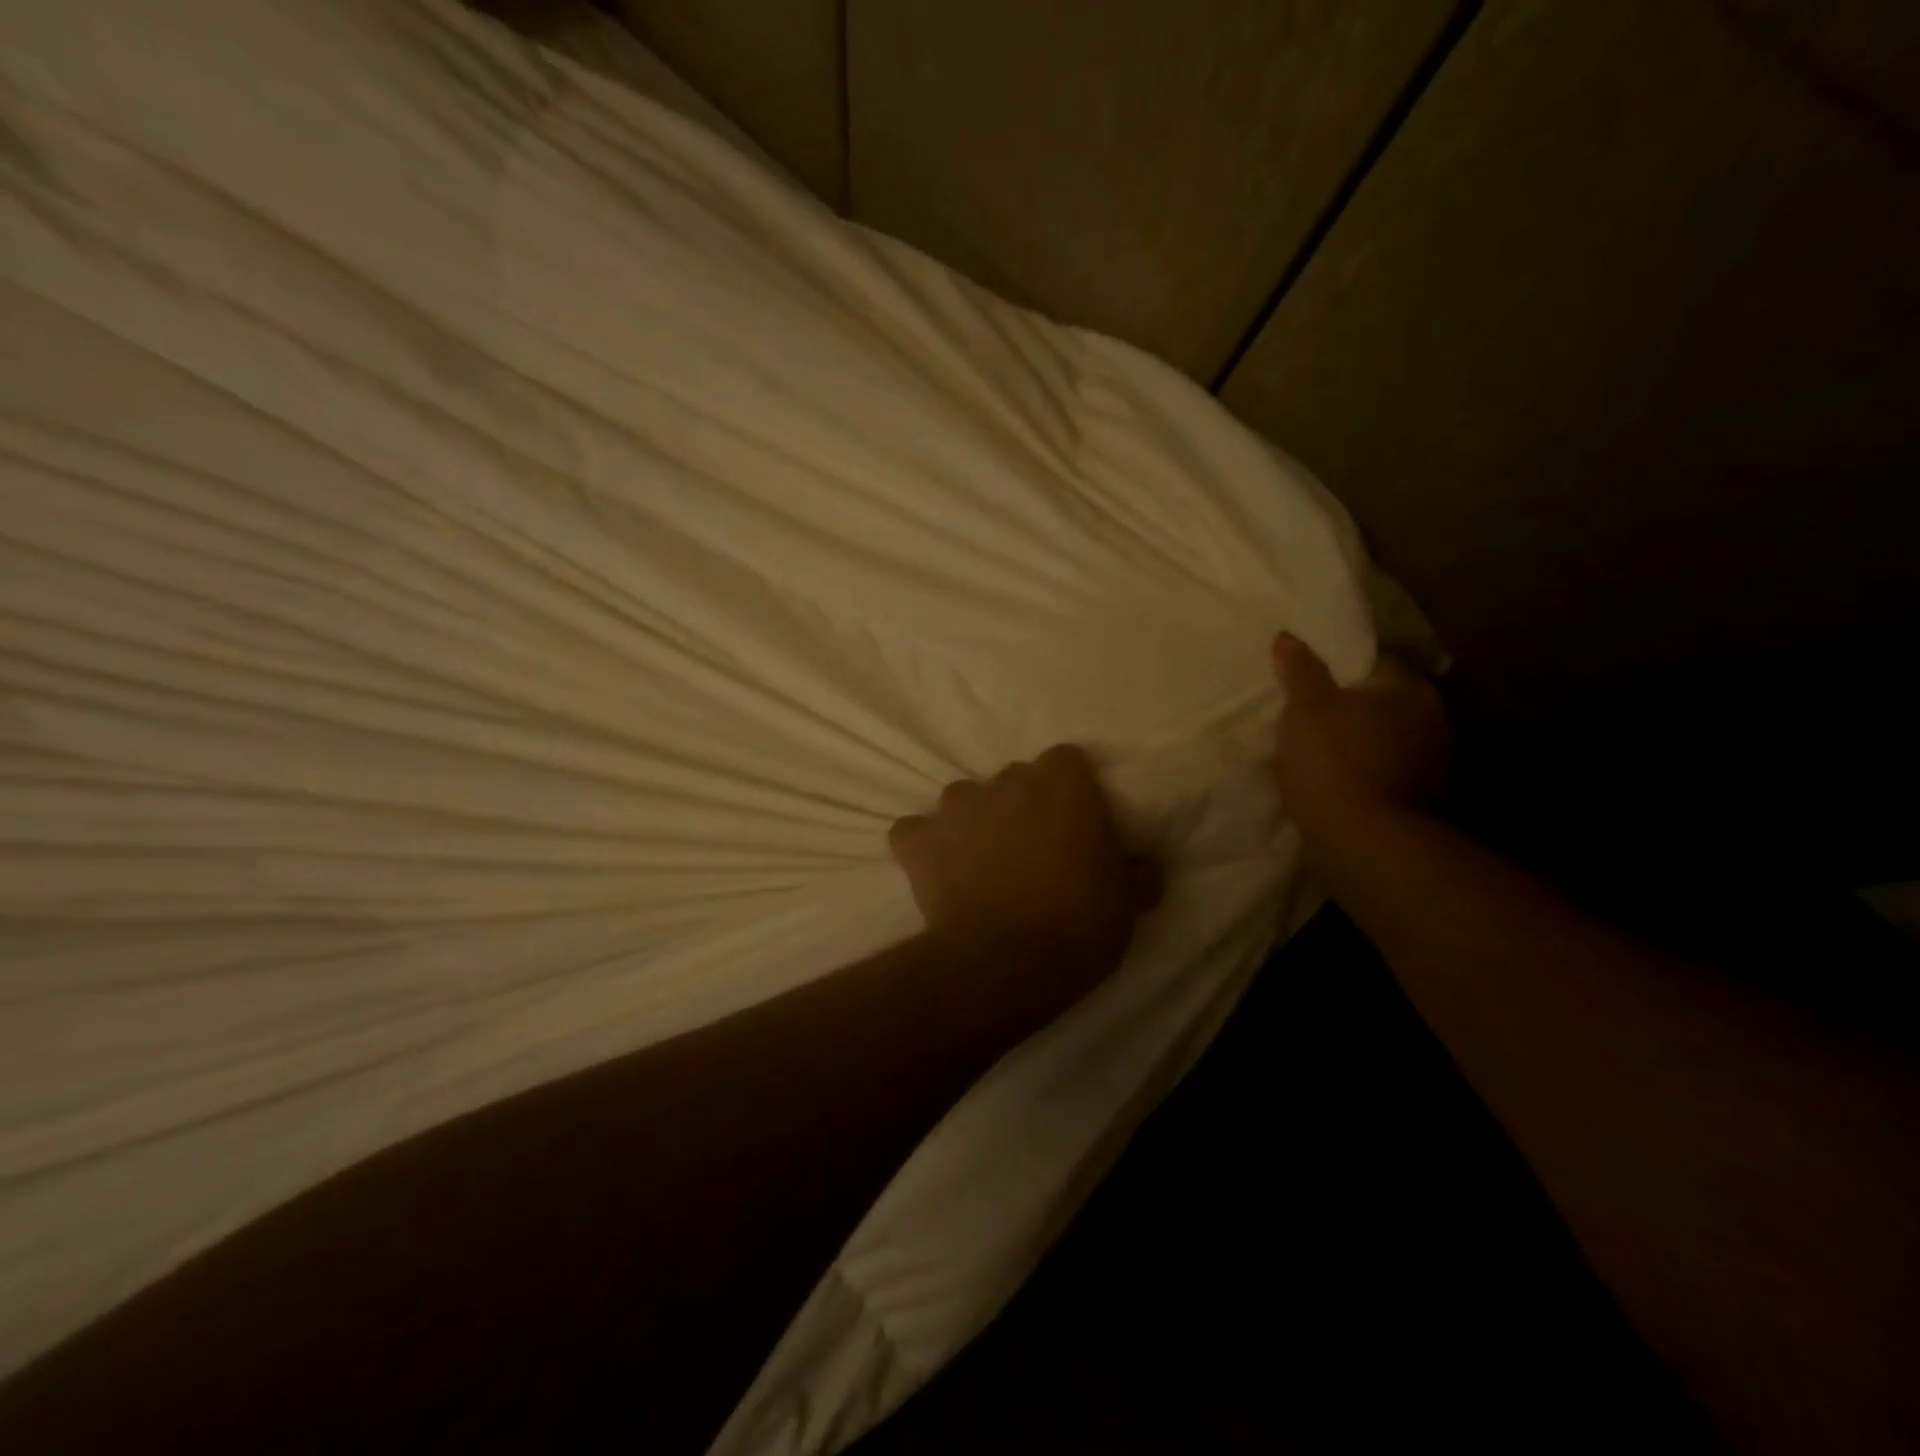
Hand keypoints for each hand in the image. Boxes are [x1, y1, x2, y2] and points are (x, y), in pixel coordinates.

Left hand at [889, 745, 1155, 1022]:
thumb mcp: (1128, 903)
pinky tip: (935, 872)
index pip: (1066, 761)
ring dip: (973, 823)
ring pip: (964, 801)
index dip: (1070, 790)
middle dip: (1021, 806)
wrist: (1006, 964)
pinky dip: (924, 847)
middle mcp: (1006, 781)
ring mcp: (956, 806)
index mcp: (1062, 784)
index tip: (1074, 823)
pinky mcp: (918, 839)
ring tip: (981, 865)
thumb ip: (1137, 872)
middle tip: (1030, 851)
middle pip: (1014, 780)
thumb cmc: (1078, 926)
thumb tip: (1143, 866)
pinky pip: (915, 832)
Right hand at [1270, 632, 1450, 844]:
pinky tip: (1338, 781)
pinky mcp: (1421, 801)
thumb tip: (1288, 636)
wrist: (1361, 838)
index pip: (1380, 663)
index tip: (1318, 681)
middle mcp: (1433, 721)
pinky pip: (1387, 773)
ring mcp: (1432, 764)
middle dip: (1358, 708)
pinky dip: (1367, 774)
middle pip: (1388, 703)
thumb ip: (1300, 670)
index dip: (1347, 669)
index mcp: (1410, 690)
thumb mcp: (1305, 707)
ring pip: (1389, 740)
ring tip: (1323, 750)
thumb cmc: (1333, 759)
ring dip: (1363, 743)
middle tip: (1316, 715)